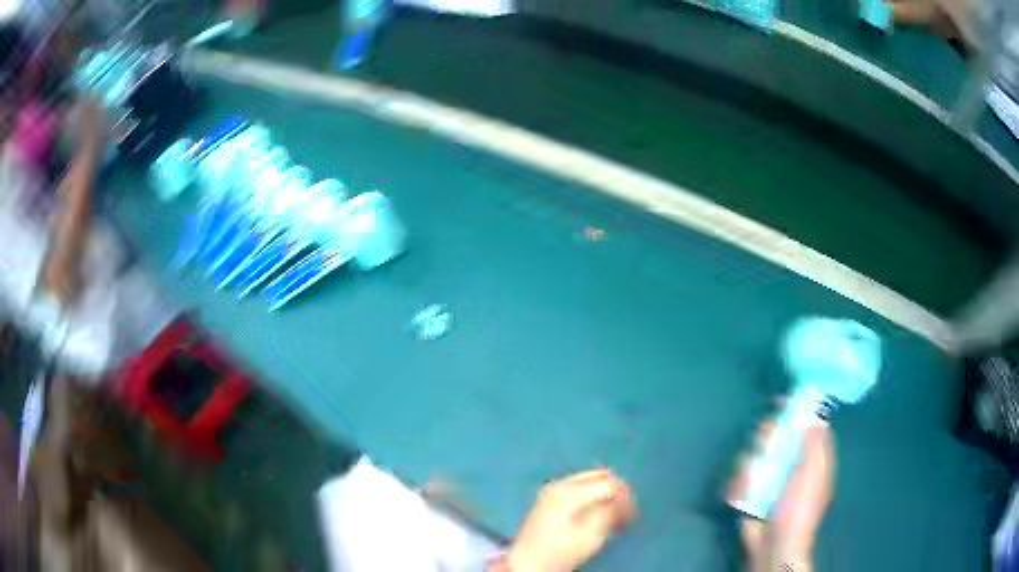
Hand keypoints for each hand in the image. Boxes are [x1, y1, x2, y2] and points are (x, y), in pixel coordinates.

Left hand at [501, 469, 636, 571]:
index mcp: (569, 492)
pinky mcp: (549, 497)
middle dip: (618, 492)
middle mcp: (560, 484)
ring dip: (607, 493)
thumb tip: (623, 500)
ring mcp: (552, 489)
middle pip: (600, 475)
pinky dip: (594, 496)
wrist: (527, 563)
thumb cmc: (560, 552)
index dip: (626, 498)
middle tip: (626, 513)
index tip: (632, 517)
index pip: (609, 483)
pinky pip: (580, 487)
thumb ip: (609, 512)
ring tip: (614, 516)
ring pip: (590, 479)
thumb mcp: (591, 536)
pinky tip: (598, 513)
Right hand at [728, 418, 833, 571]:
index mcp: (811, 460)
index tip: (781, 403)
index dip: (795, 412)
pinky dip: (737, 485)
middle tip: (763, 446)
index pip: (805, 427)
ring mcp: (769, 480)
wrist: (773, 546)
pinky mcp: (750, 493)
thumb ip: (815, 445)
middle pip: (776, 437)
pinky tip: (738, 495)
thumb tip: (814, 415)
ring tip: (749, 482)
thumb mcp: (813, 475)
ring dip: (748, 468)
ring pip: (754, 456)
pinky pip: (740, 478)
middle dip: (766, 440)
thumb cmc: (798, 510)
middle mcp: (790, 465)